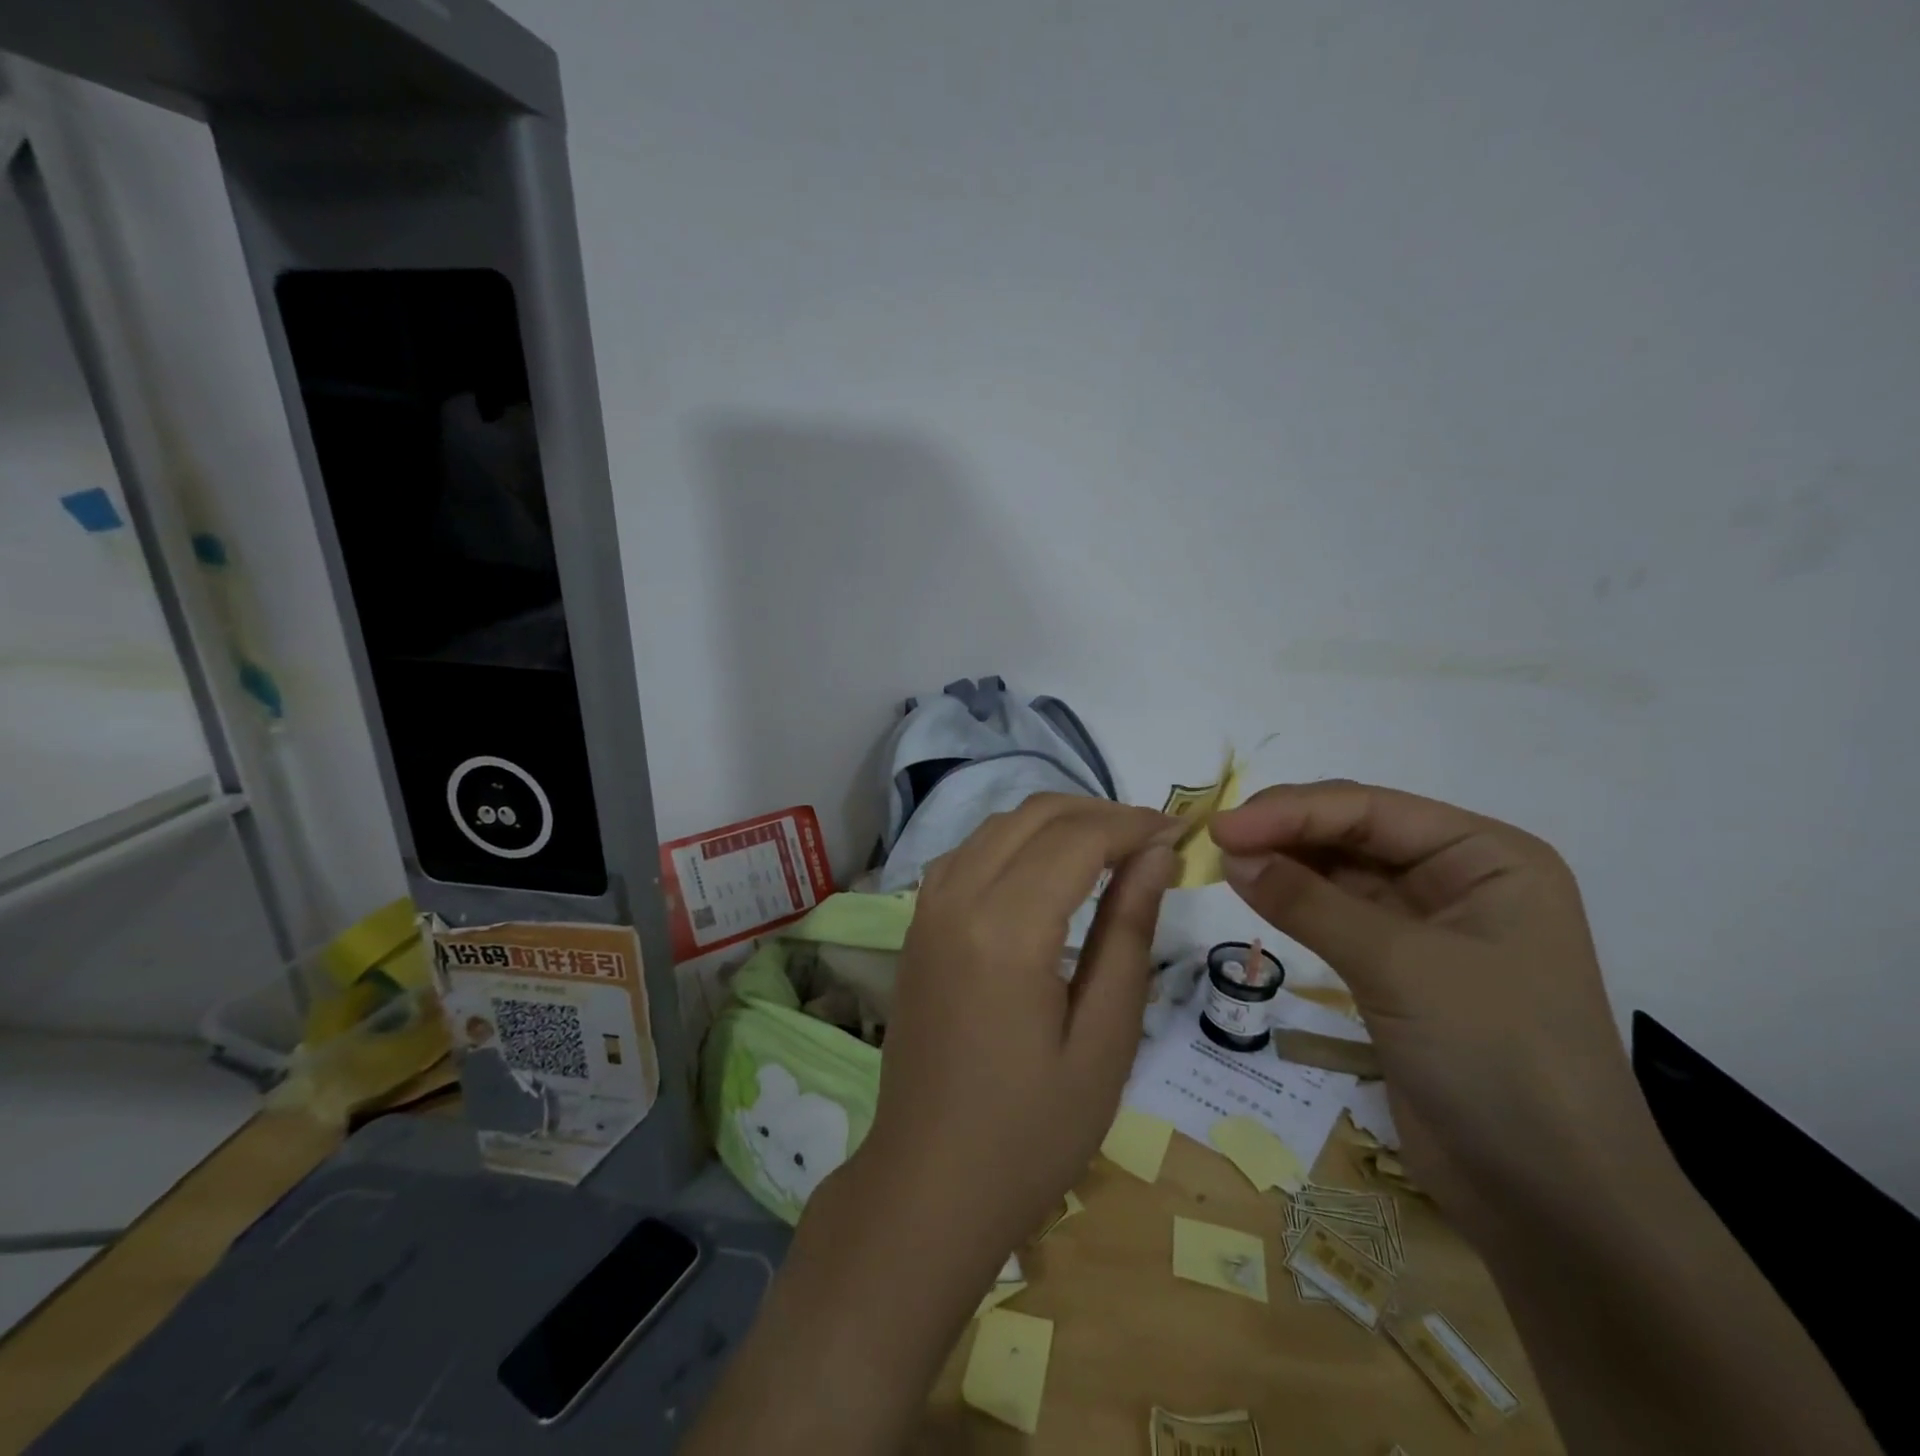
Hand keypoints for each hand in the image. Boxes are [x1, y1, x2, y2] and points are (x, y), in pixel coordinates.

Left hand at [840, 795, 1177, 1279]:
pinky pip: (968, 852)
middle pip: (1034, 816)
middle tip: (1152, 842)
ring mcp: (927, 908)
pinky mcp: (916, 925)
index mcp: (1006, 929)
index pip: (1078, 837)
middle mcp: (958, 898)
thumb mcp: (1104, 1040)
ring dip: (1056, 822)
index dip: (1133, 824)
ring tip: (1110, 851)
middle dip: (1099, 813)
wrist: (928, 1183)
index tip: (1180, 835)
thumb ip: (1129, 934)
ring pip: (997, 825)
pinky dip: (1014, 841)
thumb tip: (1157, 855)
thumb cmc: (1031, 1133)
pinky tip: (1043, 871)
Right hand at [1211, 782, 1655, 1238]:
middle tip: (1216, 841)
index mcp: (1487, 857)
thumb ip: (1309, 903)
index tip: (1221, 827)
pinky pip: (1335, 914)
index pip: (1372, 810)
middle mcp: (1460, 878)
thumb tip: (1230, 853)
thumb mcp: (1401, 968)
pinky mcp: (1398, 967)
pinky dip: (1293, 902)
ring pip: (1339, 871)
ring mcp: (1428, 924)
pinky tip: (1253, 892)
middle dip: (1285, 831)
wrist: (1551, 1201)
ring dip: (1284, 863)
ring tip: (1224, 862)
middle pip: (1355, 831)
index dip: (1291, 812)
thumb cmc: (1498, 1059)